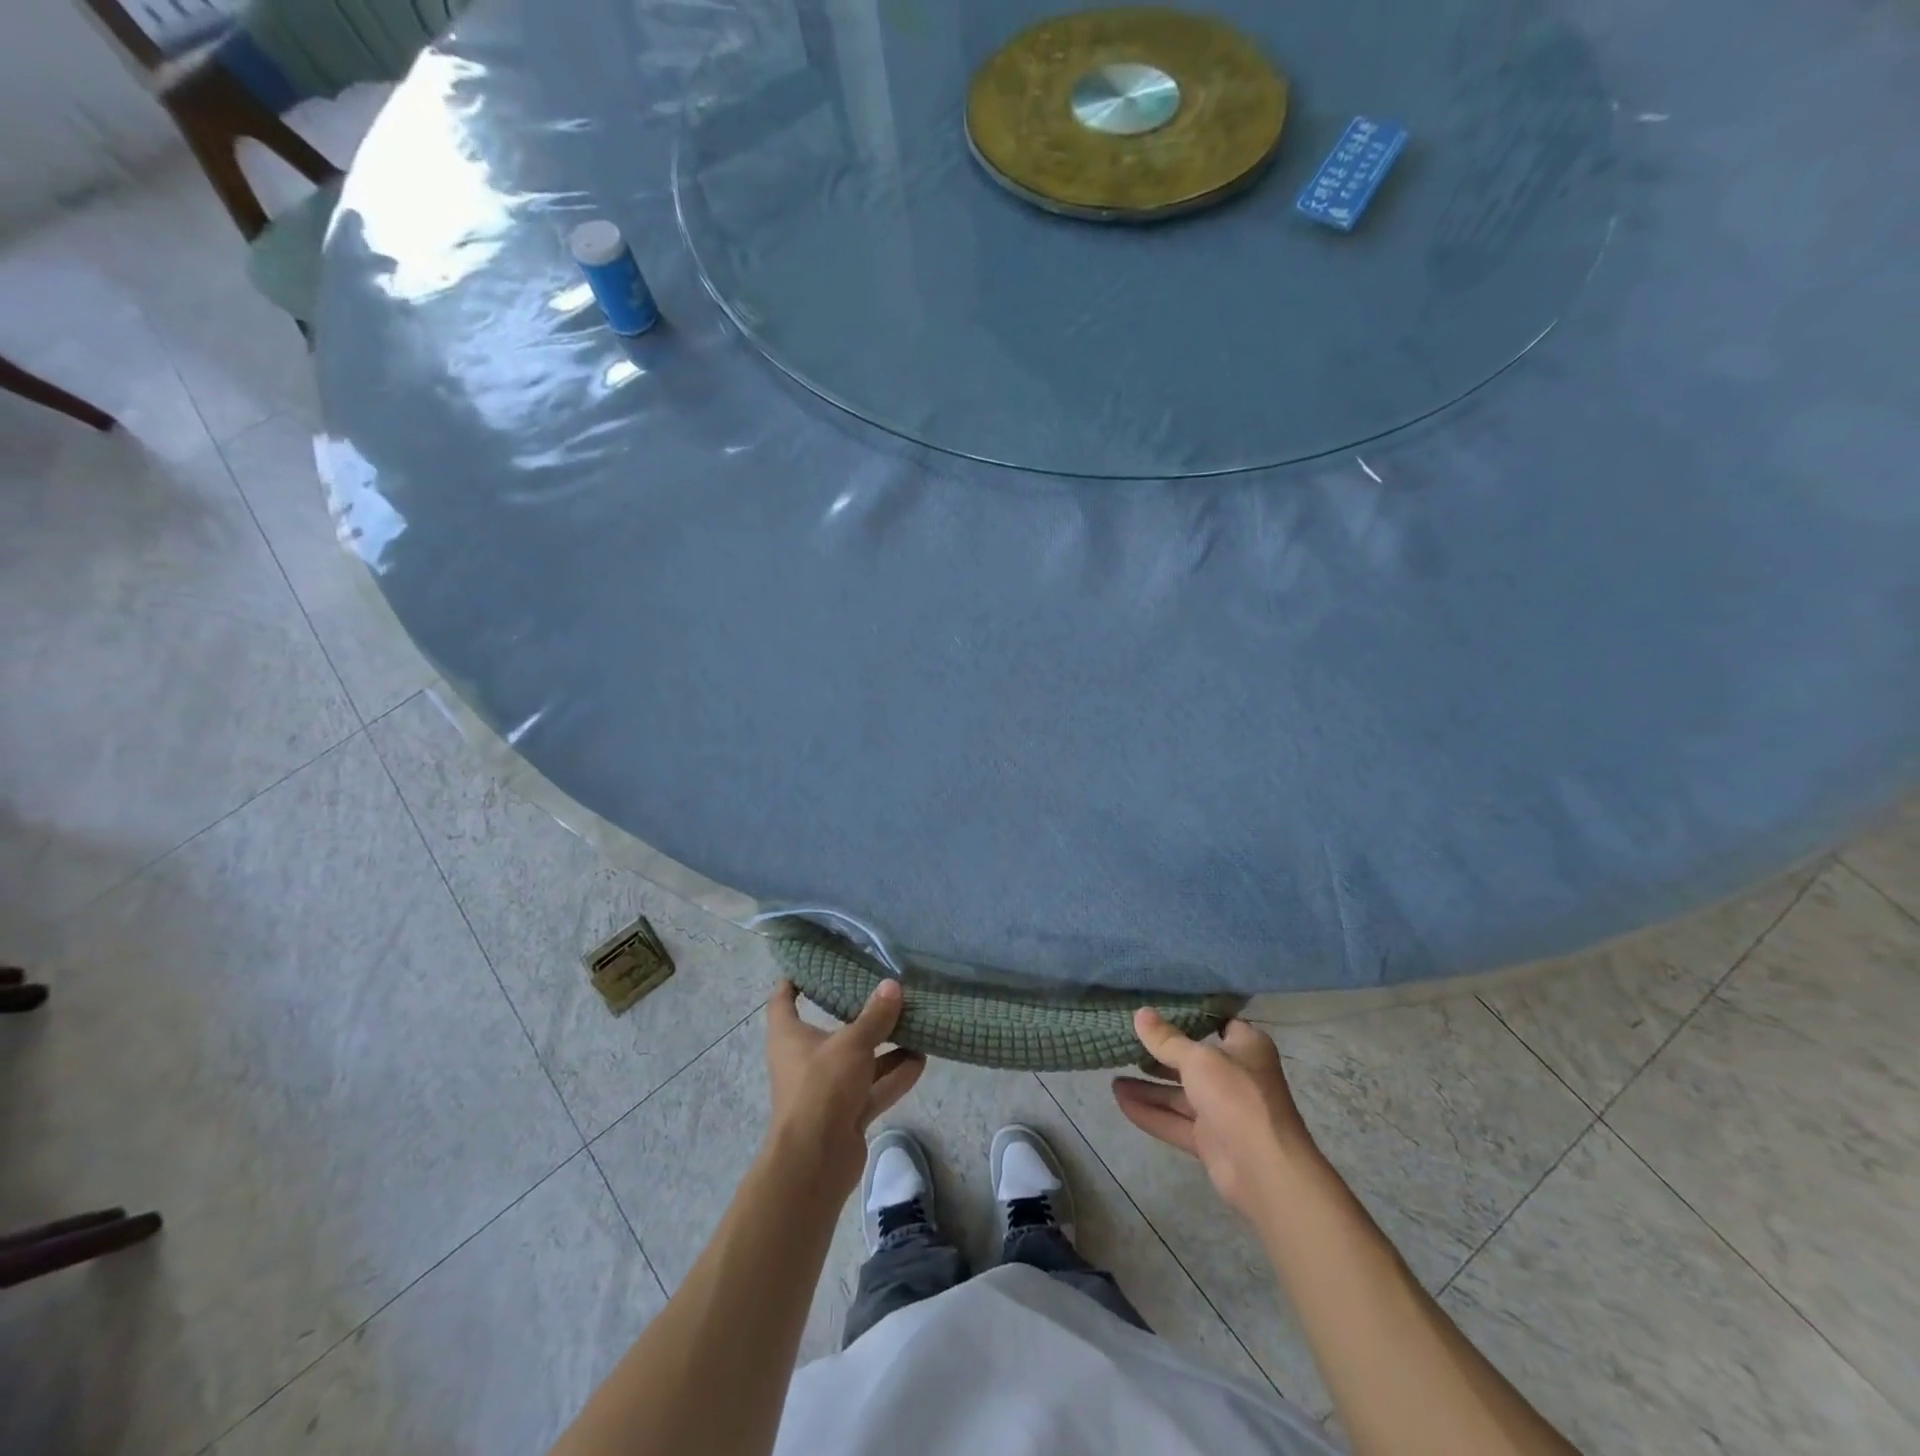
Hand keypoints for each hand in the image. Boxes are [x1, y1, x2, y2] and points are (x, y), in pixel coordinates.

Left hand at [765, 979, 925, 1194]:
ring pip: (859, 1060)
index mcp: (789, 1037)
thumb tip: (893, 985)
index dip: (793, 981)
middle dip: (859, 1013)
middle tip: (885, 990)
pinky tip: (921, 1060)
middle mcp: (805, 1059)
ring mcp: (828, 1089)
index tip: (813, 963)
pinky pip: (873, 1087)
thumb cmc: (821, 1089)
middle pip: (832, 1029)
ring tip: (915, 1024)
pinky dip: (895, 1075)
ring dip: (885, 1046)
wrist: (815, 1162)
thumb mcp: (851, 1044)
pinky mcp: (847, 1113)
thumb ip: (875, 1017)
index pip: (783, 1001)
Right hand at [1113, 1011, 1322, 1222]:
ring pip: (1179, 1092)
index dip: (1187, 1016)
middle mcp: (1235, 1074)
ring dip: (1148, 1086)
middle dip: (1159, 1053)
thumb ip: (1166, 1039)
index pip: (1216, 1023)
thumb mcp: (1198, 1059)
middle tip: (1124, 1040)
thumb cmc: (1237, 1097)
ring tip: (1112, 1073)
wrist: (1265, 1170)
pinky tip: (1119, 1100)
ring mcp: (1222, 1109)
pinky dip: (1150, 1112)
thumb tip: (1140, 1013)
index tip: (1154, 1008)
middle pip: (1191, 1059)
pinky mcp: (1210, 1139)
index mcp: (1245, 1047)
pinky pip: (1174, 1120)